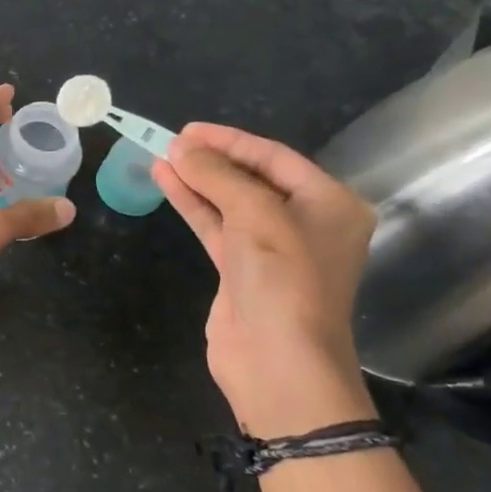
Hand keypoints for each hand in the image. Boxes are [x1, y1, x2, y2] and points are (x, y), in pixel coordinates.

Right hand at [153, 123, 376, 438]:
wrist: (277, 361)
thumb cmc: (283, 280)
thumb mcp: (255, 216)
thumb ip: (218, 177)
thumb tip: (180, 148)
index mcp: (329, 204)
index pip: (275, 158)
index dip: (231, 141)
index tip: (189, 130)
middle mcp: (305, 222)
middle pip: (252, 178)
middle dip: (212, 160)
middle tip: (172, 142)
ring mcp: (271, 248)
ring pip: (229, 202)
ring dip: (196, 180)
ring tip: (160, 157)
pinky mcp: (241, 270)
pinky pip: (216, 226)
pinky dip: (193, 205)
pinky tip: (166, 184)